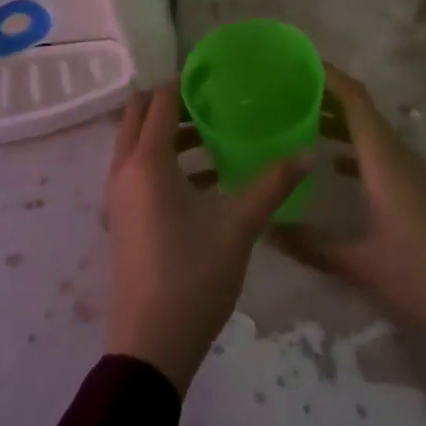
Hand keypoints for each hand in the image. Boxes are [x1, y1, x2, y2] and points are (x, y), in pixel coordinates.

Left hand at [103, 84, 308, 392]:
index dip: (184, 81)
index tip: (215, 75)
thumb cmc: (192, 276)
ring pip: (135, 143)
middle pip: (138, 114)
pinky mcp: (120, 219)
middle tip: (210, 102)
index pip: (160, 99)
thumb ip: (273, 184)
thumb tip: (309, 152)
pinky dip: (160, 160)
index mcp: (146, 160)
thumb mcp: (238, 226)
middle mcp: (123, 169)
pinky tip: (202, 179)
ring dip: (166, 132)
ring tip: (211, 137)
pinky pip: (136, 169)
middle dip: (170, 102)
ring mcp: (117, 196)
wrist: (149, 349)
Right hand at [276, 65, 425, 363]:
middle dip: (325, 95)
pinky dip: (353, 147)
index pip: (354, 99)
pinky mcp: (416, 192)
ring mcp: (410, 173)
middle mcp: (397, 155)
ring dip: (338, 120)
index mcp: (383, 159)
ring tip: (298, 120)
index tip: (294, 63)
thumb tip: (266, 229)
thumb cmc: (420, 277)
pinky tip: (330, 164)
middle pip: (360, 109)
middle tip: (285, 92)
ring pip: (370, 131)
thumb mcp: (359, 265)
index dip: (327, 75)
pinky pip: (379, 152)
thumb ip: (311, 246)